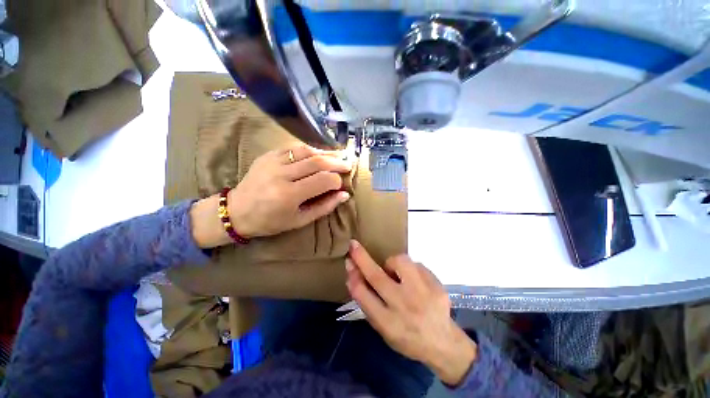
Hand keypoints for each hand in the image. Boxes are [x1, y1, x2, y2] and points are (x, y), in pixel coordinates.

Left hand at [228, 144, 351, 238]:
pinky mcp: (268, 155)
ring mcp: (273, 161)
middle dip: (337, 162)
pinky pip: (294, 148)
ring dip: (326, 152)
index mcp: (289, 195)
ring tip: (339, 154)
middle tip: (348, 164)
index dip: (337, 181)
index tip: (342, 184)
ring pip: (307, 151)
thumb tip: (344, 195)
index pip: (323, 180)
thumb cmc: (270, 221)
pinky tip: (319, 153)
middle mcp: (282, 175)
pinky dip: (310, 149)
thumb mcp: (300, 220)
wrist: (237, 211)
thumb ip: (324, 207)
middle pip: (317, 162)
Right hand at [346, 240, 476, 385]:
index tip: (348, 260)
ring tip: (397, 274)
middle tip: (354, 245)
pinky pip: (417, 265)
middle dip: (362, 258)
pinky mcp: (437, 286)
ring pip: (400, 261)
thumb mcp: (382, 327)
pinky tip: (415, 282)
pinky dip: (411, 269)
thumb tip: (354, 273)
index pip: (363, 294)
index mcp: (388, 323)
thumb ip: (367, 302)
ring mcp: (423, 295)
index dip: (353, 275)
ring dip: (392, 263)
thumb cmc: (406, 336)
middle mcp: (404, 307)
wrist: (443, 343)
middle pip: (377, 276)